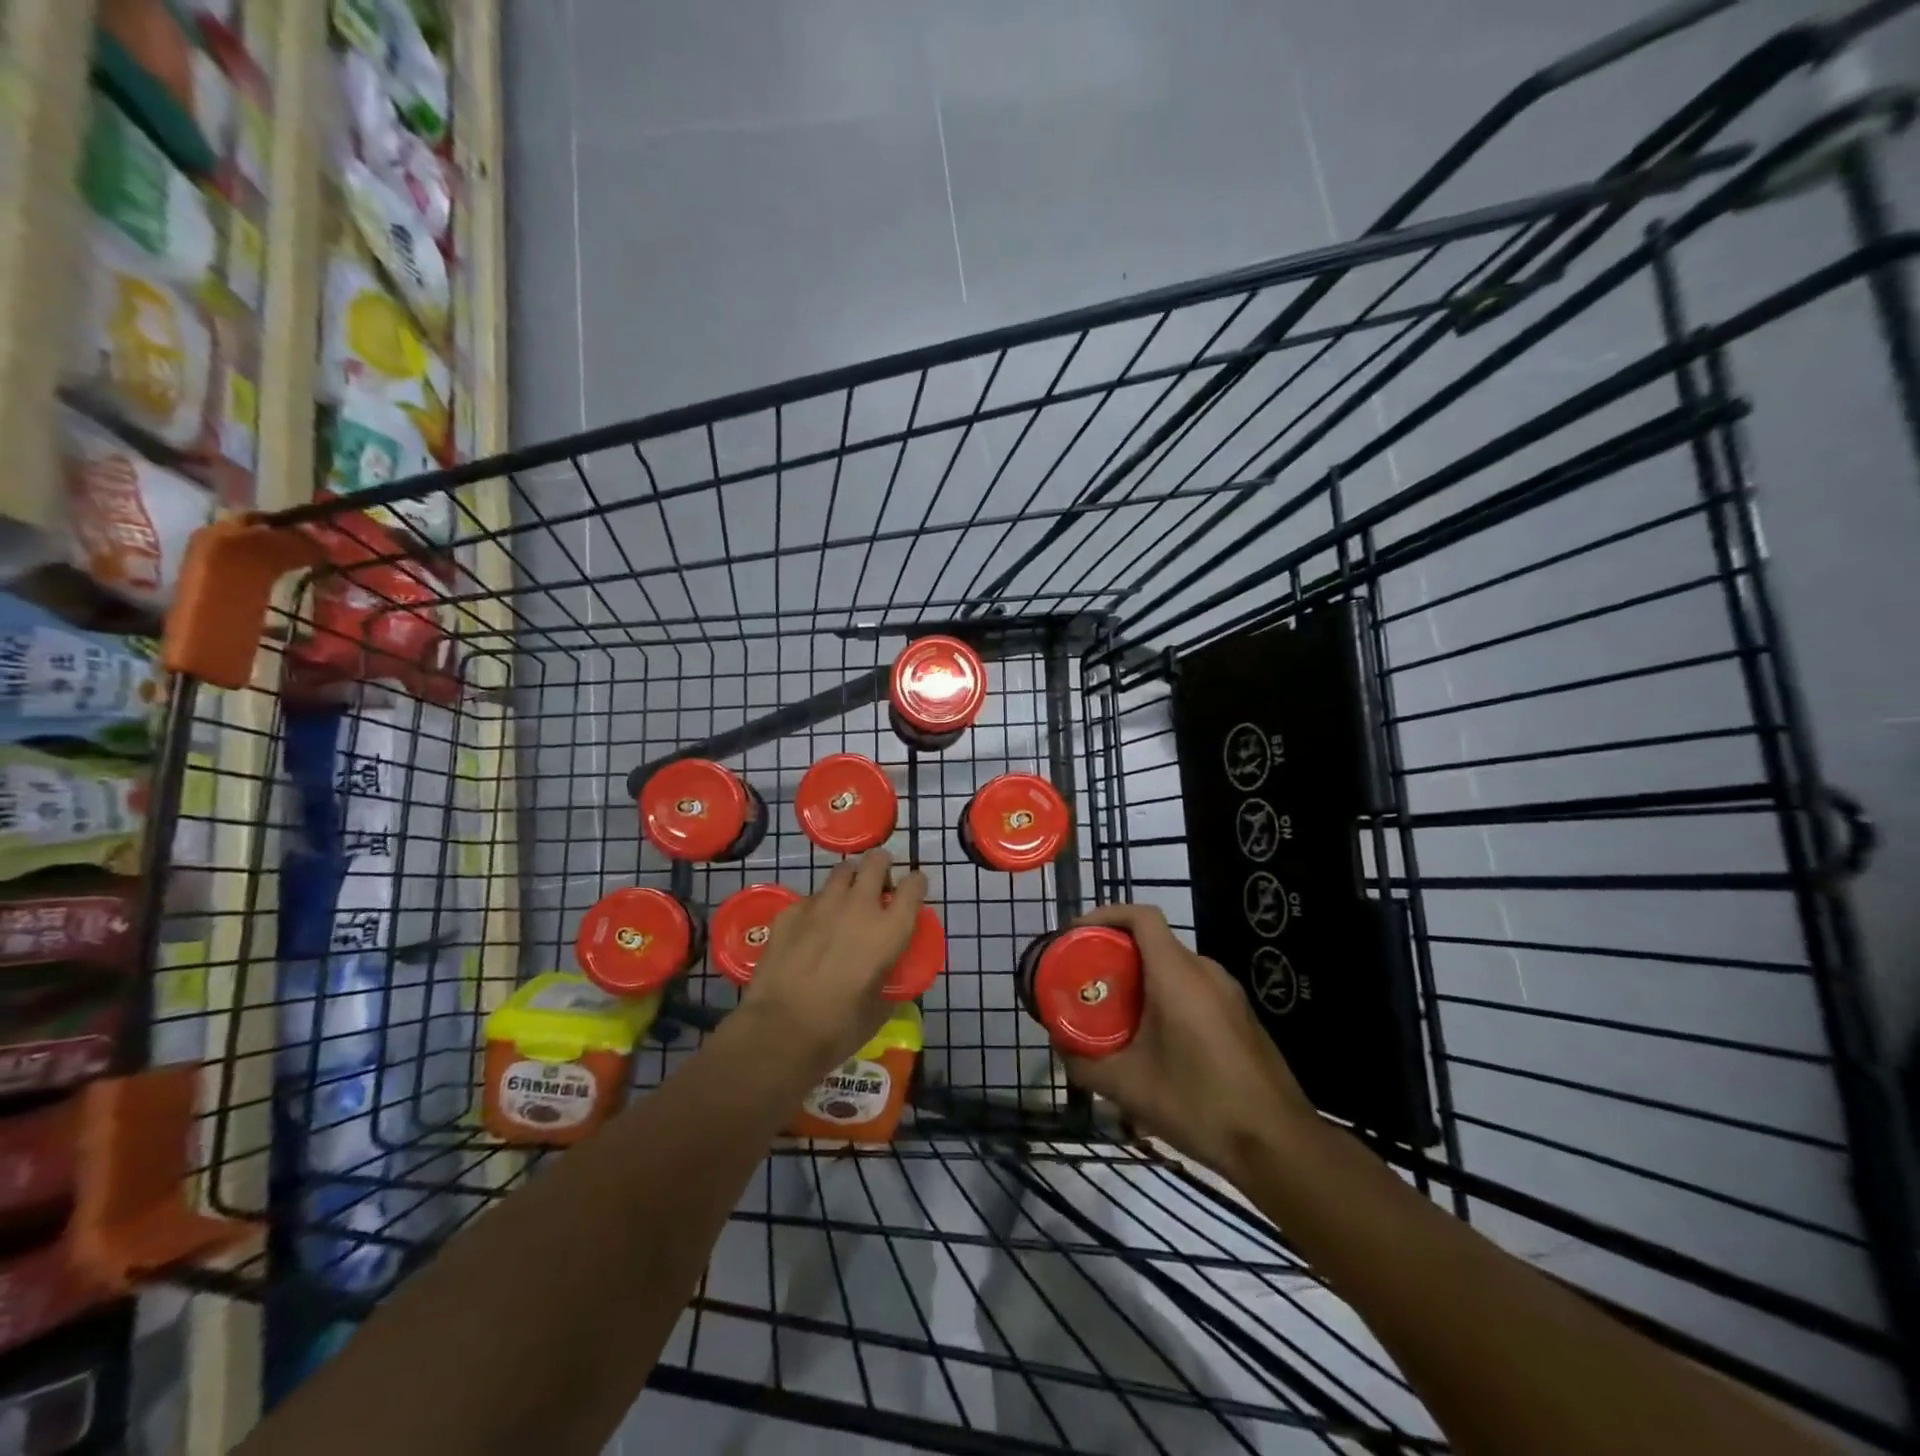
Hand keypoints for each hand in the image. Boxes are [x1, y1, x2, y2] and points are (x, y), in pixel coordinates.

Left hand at [735, 849, 927, 1079]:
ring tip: (845, 902)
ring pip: (842, 871)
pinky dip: (817, 907)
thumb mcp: (879, 1008)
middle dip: (881, 867)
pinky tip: (810, 929)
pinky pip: (810, 898)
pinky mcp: (790, 912)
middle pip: (876, 861)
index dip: (916, 884)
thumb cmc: (838, 1028)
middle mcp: (858, 906)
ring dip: (849, 881)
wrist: (779, 1032)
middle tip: (878, 887)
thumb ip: (888, 981)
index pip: (914, 885)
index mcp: (889, 930)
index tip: (912, 892)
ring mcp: (821, 905)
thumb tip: (886, 976)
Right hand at [1061, 903, 1315, 1180]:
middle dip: (1115, 952)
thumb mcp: (1129, 1087)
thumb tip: (1060, 1047)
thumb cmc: (1200, 1104)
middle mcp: (1205, 971)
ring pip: (1173, 967)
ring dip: (1140, 977)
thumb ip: (1085, 1063)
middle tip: (1086, 979)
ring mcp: (1228, 993)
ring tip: (1114, 1010)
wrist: (1279, 1144)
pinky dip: (1165, 995)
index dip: (1105, 915)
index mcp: (1178, 974)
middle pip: (1153, 941)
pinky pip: (1193, 988)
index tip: (1076, 936)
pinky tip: (1153, 1038)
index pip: (1140, 916)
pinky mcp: (1240, 1016)